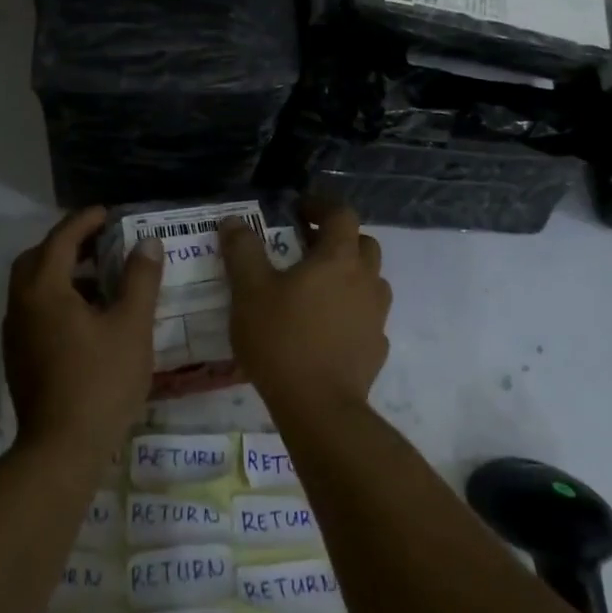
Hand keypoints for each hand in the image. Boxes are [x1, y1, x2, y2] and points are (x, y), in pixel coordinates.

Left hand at [3, 206, 163, 459]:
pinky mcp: (18, 358)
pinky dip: (55, 298)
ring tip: (99, 278)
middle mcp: (21, 305)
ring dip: (60, 272)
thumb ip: (140, 279)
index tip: (109, 214)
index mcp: (44, 290)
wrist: (61, 450)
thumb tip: (148, 243)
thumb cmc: (100, 381)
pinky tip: (86, 317)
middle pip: (37, 258)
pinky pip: (33, 310)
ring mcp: (16, 334)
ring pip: (32, 286)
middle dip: (66, 244)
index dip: (85, 221)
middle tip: (100, 243)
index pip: (60, 239)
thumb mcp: (131, 325)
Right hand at [218, 200, 390, 415]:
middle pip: (363, 244)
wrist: (318, 406)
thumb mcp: (249, 290)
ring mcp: (376, 316)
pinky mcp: (377, 347)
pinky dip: (351, 311)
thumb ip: (242, 250)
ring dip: (349, 274)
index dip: (320, 206)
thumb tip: (234, 220)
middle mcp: (366, 280)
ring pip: (370, 280)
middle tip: (306, 248)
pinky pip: (367, 316)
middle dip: (338, 239)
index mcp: (338, 259)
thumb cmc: (282, 339)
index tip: (298, 211)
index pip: (341, 214)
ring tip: (317, 288)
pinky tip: (327, 327)